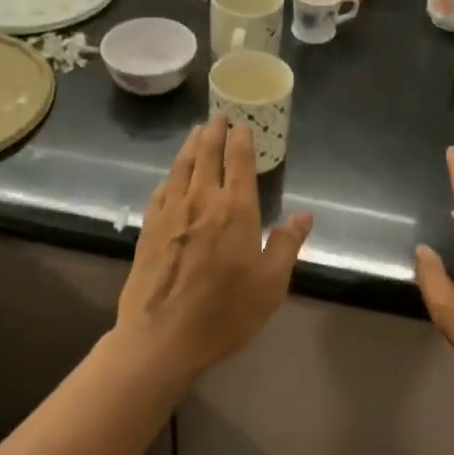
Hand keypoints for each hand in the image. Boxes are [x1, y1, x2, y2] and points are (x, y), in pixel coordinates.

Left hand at [116, 116, 313, 385]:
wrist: (161, 337)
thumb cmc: (225, 312)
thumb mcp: (270, 284)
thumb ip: (286, 244)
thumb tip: (304, 215)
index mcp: (235, 210)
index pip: (238, 161)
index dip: (241, 138)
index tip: (242, 123)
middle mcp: (201, 201)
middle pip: (206, 155)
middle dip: (213, 132)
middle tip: (218, 116)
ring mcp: (170, 213)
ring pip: (181, 167)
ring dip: (190, 146)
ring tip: (196, 132)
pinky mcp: (149, 229)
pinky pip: (161, 190)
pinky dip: (171, 175)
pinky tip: (172, 176)